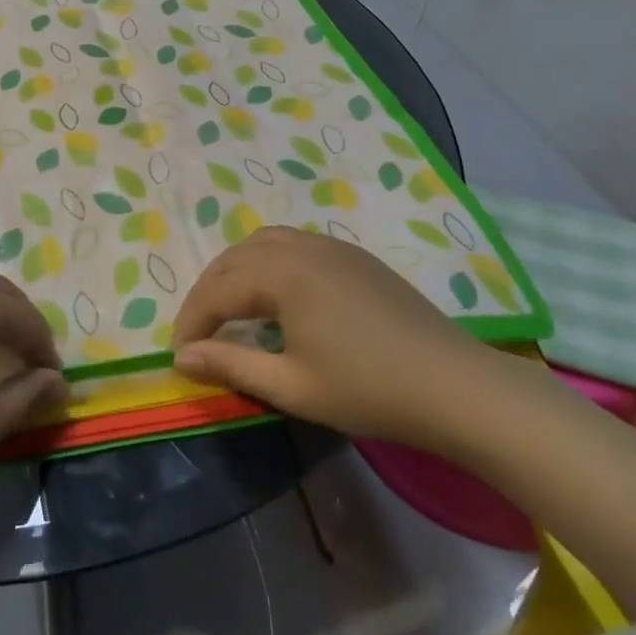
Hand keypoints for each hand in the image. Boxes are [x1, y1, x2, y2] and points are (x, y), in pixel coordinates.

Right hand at [171, 226, 515, 454]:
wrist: (457, 386)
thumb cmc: (369, 390)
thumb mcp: (292, 386)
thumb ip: (231, 364)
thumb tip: (180, 358)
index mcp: (282, 272)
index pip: (217, 291)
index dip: (192, 323)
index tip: (178, 356)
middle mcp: (300, 246)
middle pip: (235, 259)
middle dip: (208, 293)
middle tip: (197, 334)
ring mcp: (331, 246)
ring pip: (263, 244)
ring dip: (235, 272)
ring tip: (228, 308)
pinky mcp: (354, 256)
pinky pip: (293, 245)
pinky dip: (267, 264)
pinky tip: (275, 295)